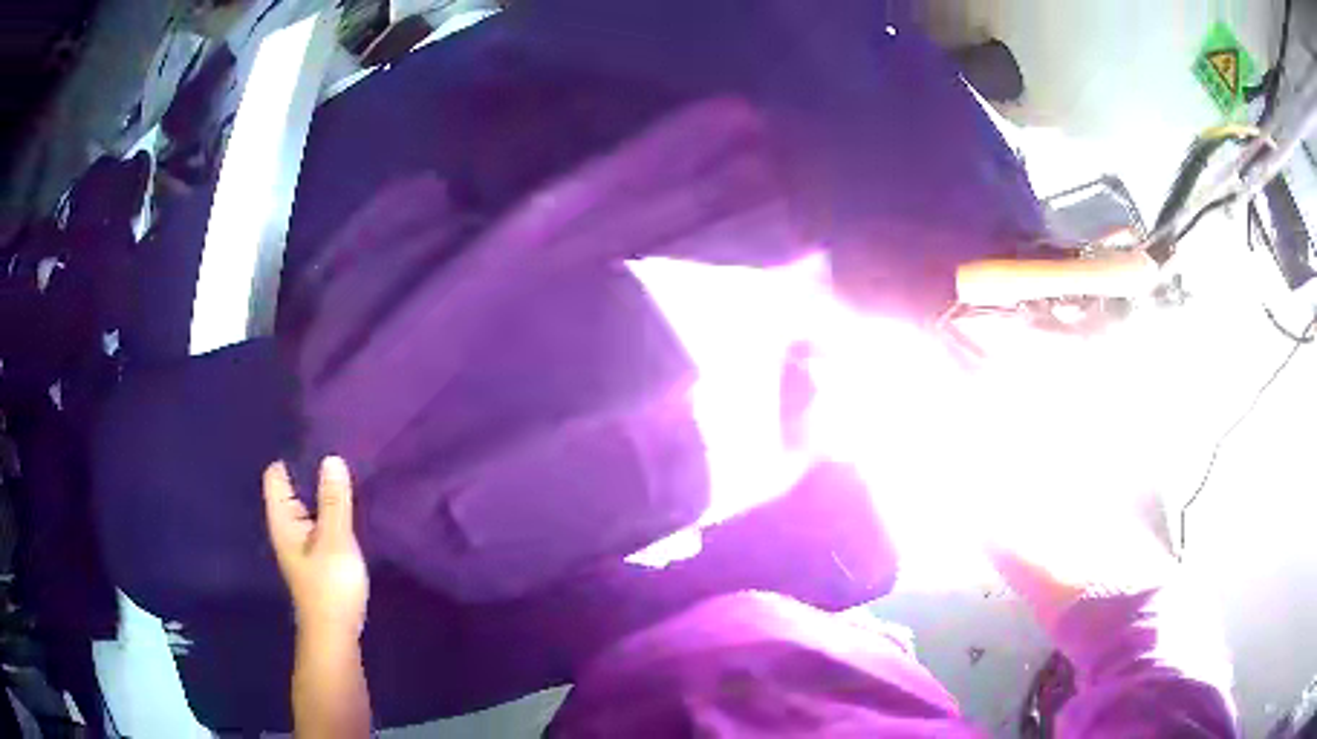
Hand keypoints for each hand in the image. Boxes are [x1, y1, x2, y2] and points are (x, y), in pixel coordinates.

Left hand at [264, 457, 368, 638]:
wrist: (335, 633)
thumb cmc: (330, 586)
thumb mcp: (336, 540)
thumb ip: (334, 501)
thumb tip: (331, 458)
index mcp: (283, 519)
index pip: (276, 474)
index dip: (293, 455)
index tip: (319, 438)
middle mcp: (287, 526)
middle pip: (291, 486)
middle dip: (311, 470)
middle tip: (340, 450)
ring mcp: (301, 541)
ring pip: (307, 505)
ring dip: (322, 492)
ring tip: (346, 472)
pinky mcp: (315, 554)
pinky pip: (318, 520)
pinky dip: (329, 510)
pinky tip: (348, 506)